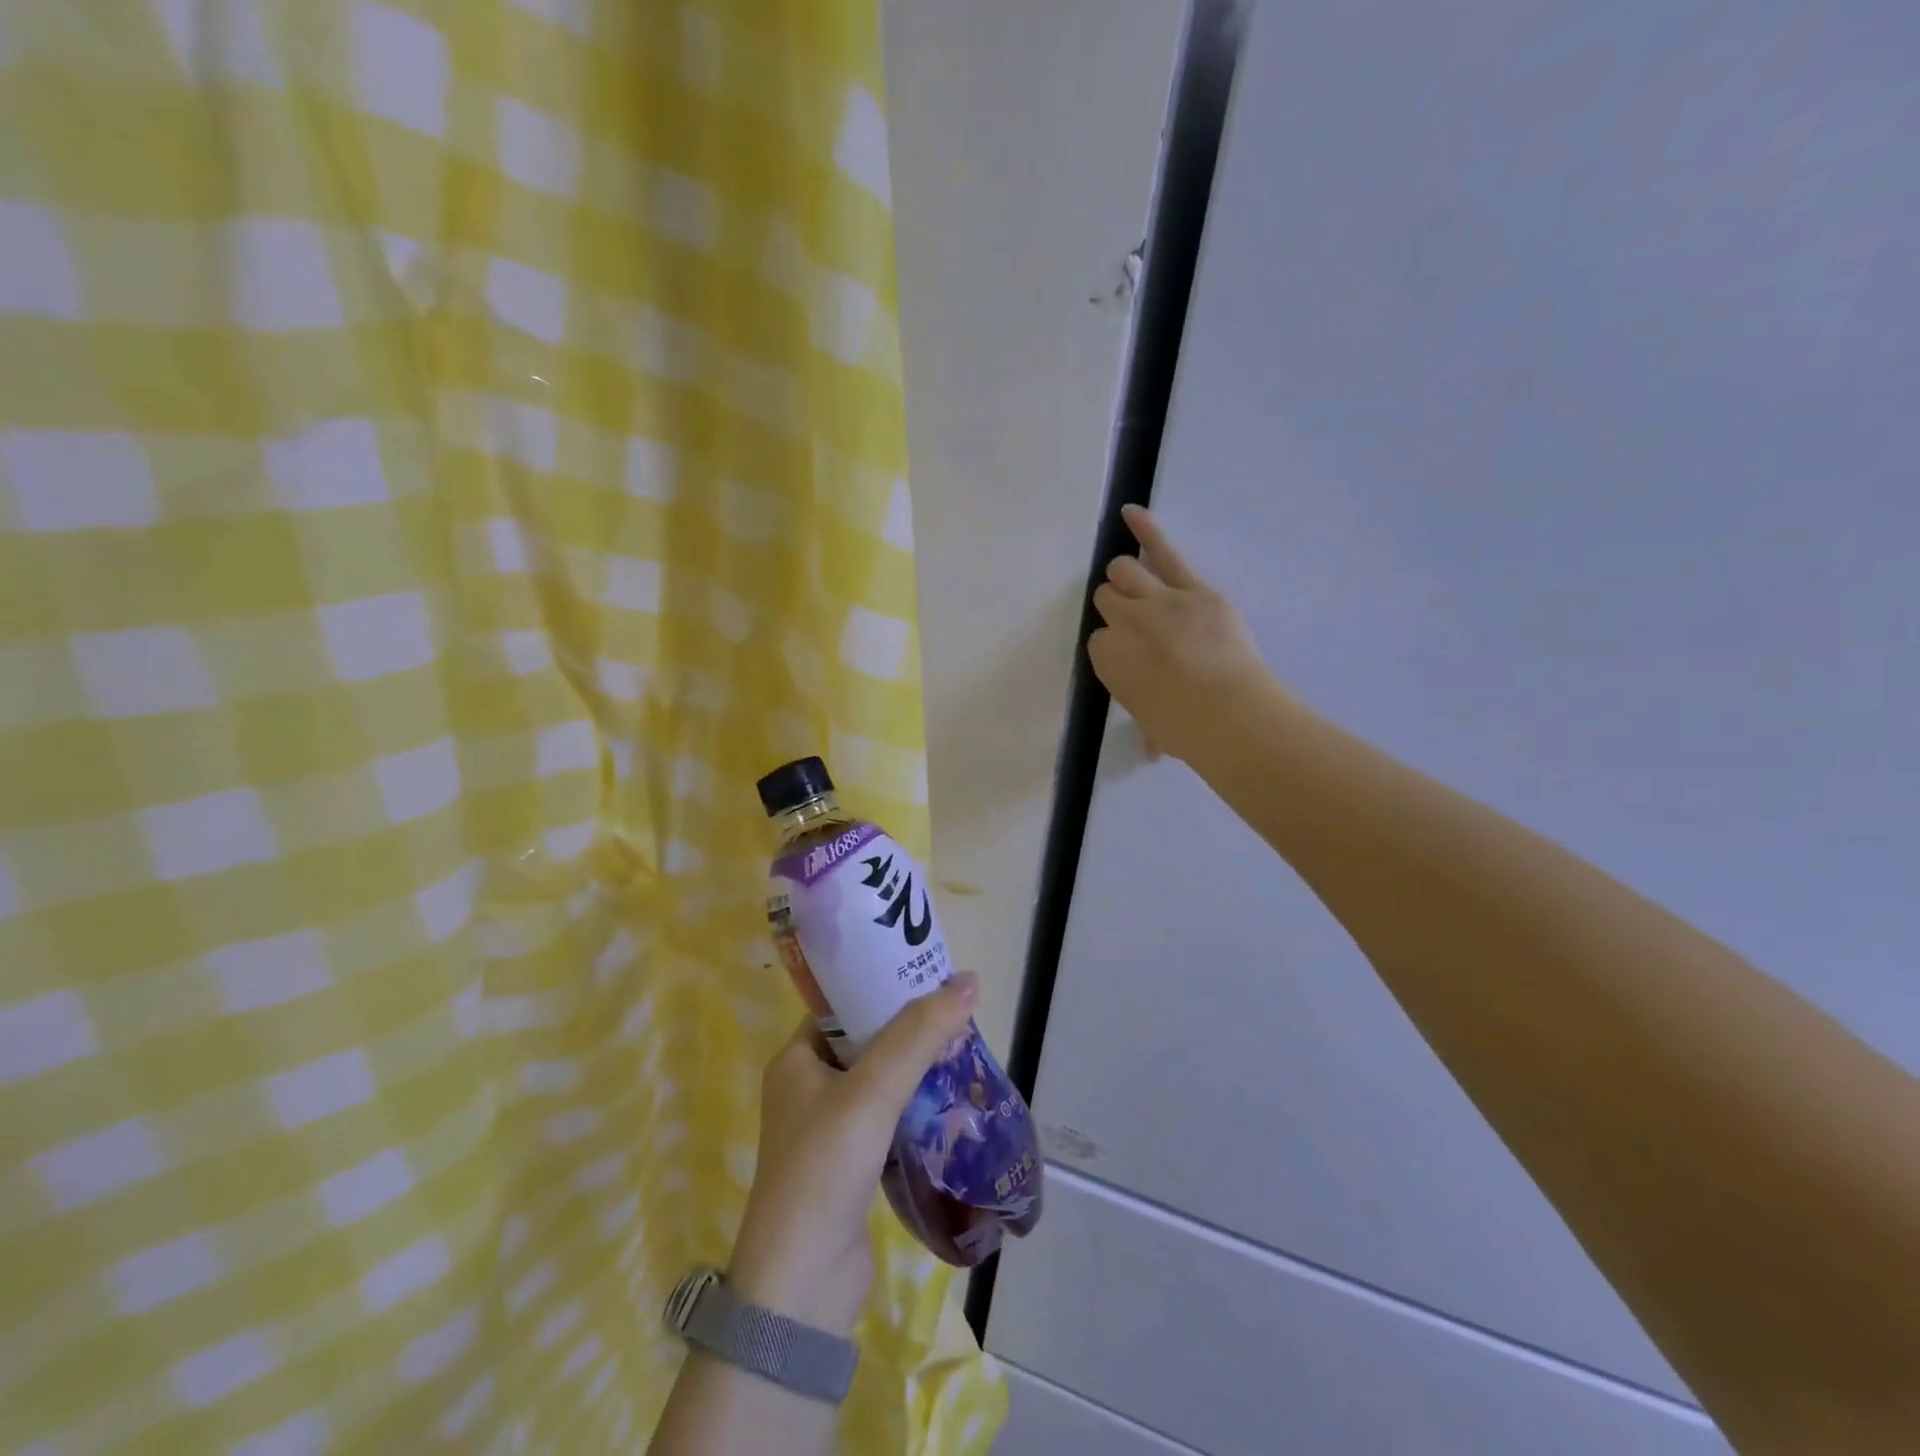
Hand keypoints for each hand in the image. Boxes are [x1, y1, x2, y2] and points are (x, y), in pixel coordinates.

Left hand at [728, 974, 979, 1337]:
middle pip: (867, 1041)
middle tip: (956, 1011)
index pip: (843, 1006)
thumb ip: (918, 1035)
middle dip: (910, 1028)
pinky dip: (916, 1105)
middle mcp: (808, 1088)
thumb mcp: (872, 1090)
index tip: (928, 975)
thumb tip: (967, 980)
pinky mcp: (852, 1164)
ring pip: (881, 1080)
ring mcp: (829, 1129)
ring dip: (917, 1067)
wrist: (803, 1288)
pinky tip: (951, 1099)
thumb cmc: (825, 1169)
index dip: (883, 986)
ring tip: (963, 1047)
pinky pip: (888, 1117)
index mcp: (796, 1060)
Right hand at [1089, 504, 1281, 763]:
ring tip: (1134, 582)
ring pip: (1125, 570)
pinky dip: (1144, 529)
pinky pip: (1163, 551)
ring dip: (1126, 576)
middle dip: (1116, 606)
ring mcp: (1157, 600)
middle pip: (1107, 598)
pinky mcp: (1192, 588)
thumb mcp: (1153, 728)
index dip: (1114, 644)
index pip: (1098, 638)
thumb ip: (1148, 725)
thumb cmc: (1183, 729)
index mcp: (1106, 658)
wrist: (1227, 711)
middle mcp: (1123, 622)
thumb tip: (1151, 748)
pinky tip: (1129, 513)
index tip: (1129, 654)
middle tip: (1132, 619)